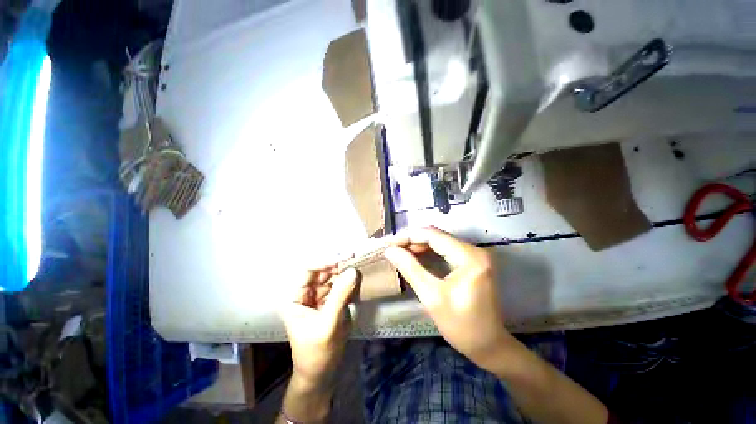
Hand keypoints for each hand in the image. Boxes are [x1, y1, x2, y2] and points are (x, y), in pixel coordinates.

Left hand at [280, 266, 357, 388]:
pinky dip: (346, 280)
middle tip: (354, 256)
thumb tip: (353, 270)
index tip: (342, 257)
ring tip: (357, 263)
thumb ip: (340, 295)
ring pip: (330, 276)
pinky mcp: (328, 300)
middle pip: (320, 270)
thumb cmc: (317, 351)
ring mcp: (317, 296)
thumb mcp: (328, 323)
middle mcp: (304, 293)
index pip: (307, 270)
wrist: (321, 372)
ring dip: (343, 270)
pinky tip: (356, 276)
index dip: (324, 261)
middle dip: (336, 263)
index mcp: (293, 297)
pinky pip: (337, 285)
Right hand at [384, 227, 513, 370]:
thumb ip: (410, 269)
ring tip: (400, 252)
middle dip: (412, 240)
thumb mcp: (432, 297)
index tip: (389, 243)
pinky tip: (415, 257)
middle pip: (437, 236)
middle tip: (392, 248)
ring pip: (440, 241)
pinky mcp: (472, 261)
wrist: (489, 346)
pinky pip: (446, 250)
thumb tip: (390, 250)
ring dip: (419, 245)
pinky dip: (428, 252)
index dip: (409, 236)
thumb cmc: (462, 326)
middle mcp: (475, 250)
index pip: (433, 235)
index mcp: (470, 257)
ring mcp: (475, 255)